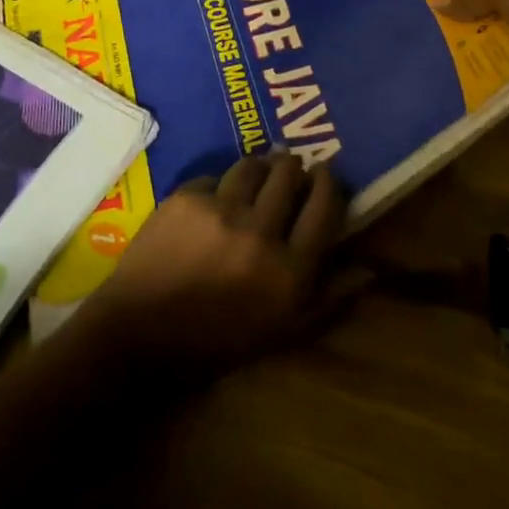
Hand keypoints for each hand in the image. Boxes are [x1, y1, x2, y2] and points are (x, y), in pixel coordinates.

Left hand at [76, 155, 363, 381]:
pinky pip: (213, 177)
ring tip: (258, 172)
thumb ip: (329, 299)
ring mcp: (220, 209)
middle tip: (292, 167)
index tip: (325, 173)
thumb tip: (368, 269)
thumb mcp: (282, 333)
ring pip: (251, 166)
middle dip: (294, 167)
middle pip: (288, 175)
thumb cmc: (217, 341)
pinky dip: (219, 185)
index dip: (328, 183)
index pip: (324, 208)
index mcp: (289, 270)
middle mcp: (260, 232)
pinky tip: (216, 198)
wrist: (140, 334)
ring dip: (260, 167)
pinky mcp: (186, 197)